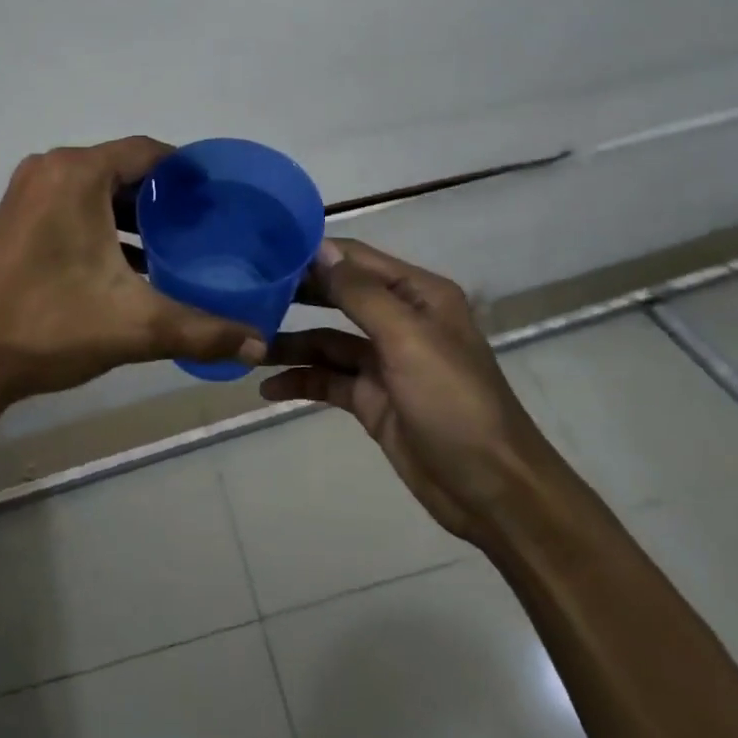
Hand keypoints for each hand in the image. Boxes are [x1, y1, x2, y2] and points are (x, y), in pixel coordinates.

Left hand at [0, 137, 265, 411]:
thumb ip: (202, 330)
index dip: (187, 170)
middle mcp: (49, 170)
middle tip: (203, 222)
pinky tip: (128, 262)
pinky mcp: (13, 219)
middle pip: (121, 169)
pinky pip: (70, 205)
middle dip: (162, 195)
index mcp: (77, 174)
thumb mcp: (135, 326)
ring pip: (95, 190)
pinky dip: (101, 224)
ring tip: (174, 242)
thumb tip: (259, 344)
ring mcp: (25, 193)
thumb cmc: (50, 325)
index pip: (147, 151)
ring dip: (132, 213)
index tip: (219, 194)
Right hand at [260, 239, 553, 540]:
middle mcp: (400, 320)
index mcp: (417, 294)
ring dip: (290, 343)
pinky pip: (328, 380)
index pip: (356, 259)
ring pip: (326, 341)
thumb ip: (361, 292)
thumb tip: (319, 247)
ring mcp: (384, 362)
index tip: (264, 252)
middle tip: (245, 293)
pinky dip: (300, 381)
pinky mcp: (372, 399)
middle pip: (337, 296)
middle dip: (295, 296)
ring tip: (247, 347)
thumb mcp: (407, 339)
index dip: (313, 254)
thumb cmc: (454, 402)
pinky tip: (268, 389)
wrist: (492, 491)